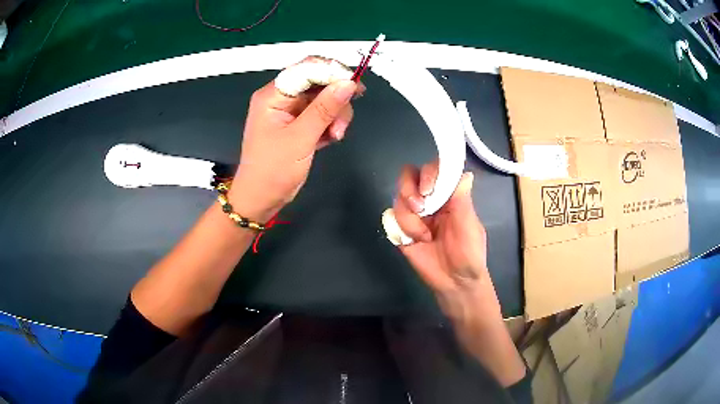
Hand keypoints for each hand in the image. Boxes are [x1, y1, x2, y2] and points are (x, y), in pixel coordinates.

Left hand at [230, 58, 361, 221]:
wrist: (261, 199)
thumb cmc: (273, 170)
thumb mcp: (300, 138)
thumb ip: (324, 109)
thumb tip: (348, 83)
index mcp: (273, 95)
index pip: (306, 69)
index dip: (332, 72)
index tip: (354, 86)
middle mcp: (281, 98)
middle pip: (317, 83)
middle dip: (335, 99)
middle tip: (342, 122)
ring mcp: (290, 112)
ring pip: (323, 100)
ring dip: (335, 115)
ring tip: (336, 136)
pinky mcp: (298, 125)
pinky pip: (321, 115)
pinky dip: (330, 125)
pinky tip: (331, 139)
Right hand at [394, 162, 525, 385]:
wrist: (455, 284)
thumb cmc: (469, 255)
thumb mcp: (469, 228)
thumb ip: (463, 202)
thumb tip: (466, 174)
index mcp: (449, 196)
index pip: (434, 171)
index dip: (428, 173)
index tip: (429, 189)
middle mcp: (430, 201)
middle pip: (409, 177)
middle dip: (410, 190)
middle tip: (420, 207)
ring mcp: (414, 216)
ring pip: (398, 199)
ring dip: (410, 218)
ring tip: (424, 236)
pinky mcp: (402, 231)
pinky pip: (391, 218)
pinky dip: (401, 228)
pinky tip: (413, 242)